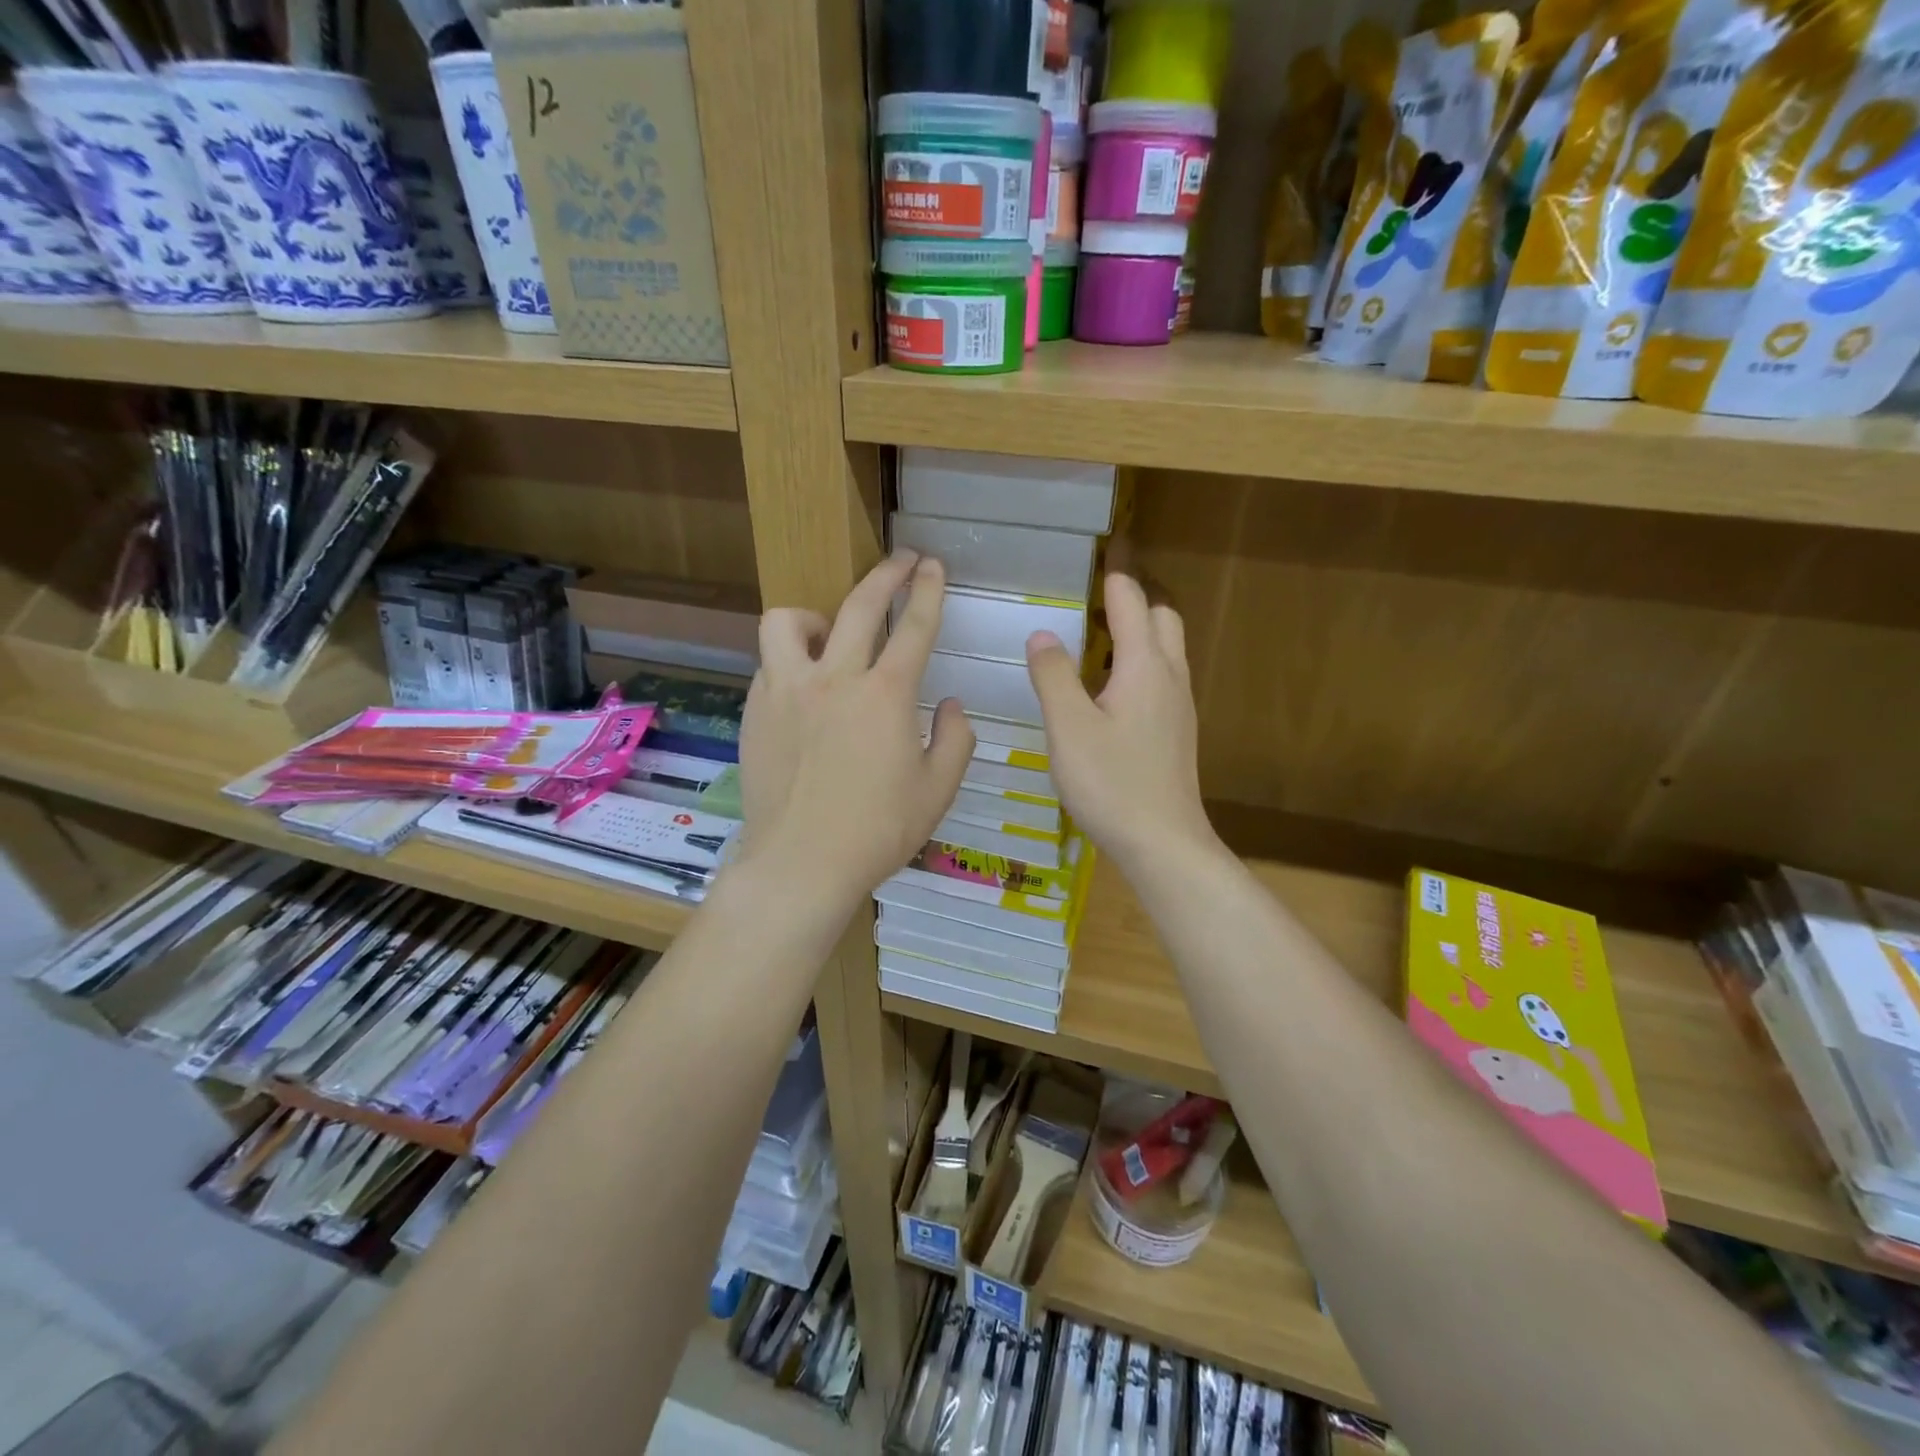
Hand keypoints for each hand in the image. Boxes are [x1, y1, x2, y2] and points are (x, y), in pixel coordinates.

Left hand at [738, 551, 973, 912]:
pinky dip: (790, 663)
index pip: (914, 627)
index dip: (928, 590)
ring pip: (788, 621)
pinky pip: (769, 665)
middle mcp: (834, 678)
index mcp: (885, 695)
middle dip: (886, 574)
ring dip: (816, 616)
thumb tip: (952, 706)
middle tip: (901, 562)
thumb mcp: (938, 790)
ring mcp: (786, 691)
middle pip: (859, 605)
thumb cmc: (878, 831)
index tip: (933, 565)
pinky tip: (804, 690)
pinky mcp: (756, 711)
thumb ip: (956, 739)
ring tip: (830, 635)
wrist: (801, 864)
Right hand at [1026, 573, 1215, 875]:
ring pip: (1167, 649)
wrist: (1163, 843)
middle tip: (1099, 593)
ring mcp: (1179, 706)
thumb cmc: (1112, 783)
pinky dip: (1141, 662)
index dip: (1116, 574)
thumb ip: (1053, 676)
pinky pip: (1162, 677)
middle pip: (1163, 617)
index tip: (1105, 549)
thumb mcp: (1069, 728)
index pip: (1132, 601)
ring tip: (1100, 634)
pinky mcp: (1176, 732)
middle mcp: (1170, 677)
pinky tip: (1111, 689)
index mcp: (1145, 666)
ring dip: (1141, 630)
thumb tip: (1041, 633)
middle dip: (1136, 596)